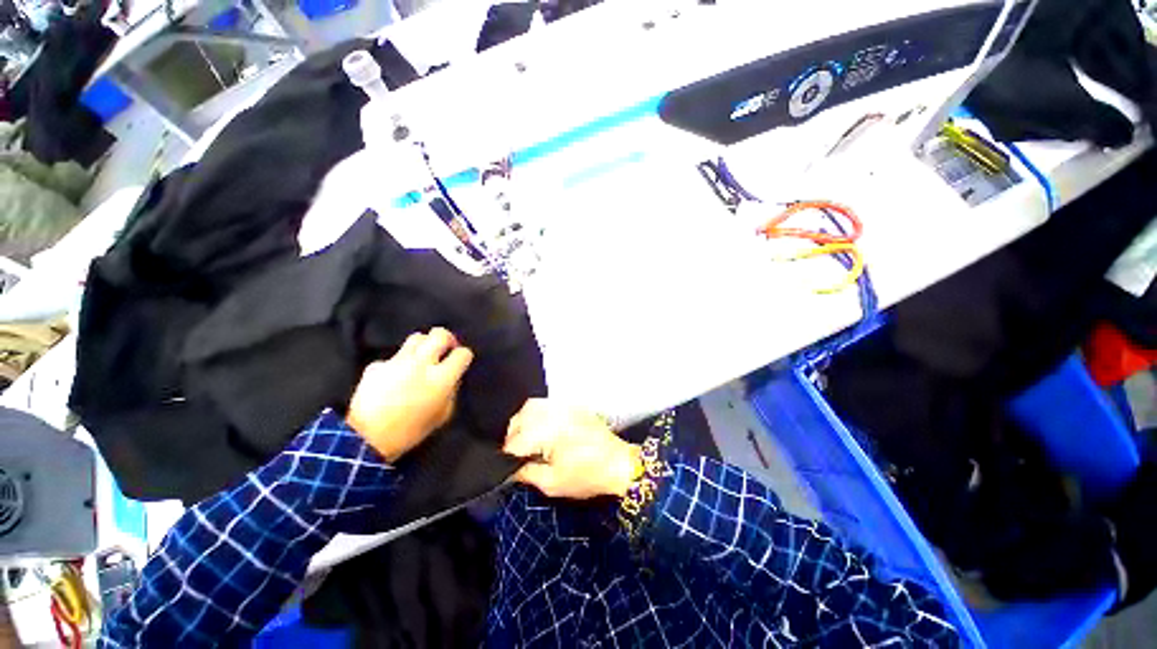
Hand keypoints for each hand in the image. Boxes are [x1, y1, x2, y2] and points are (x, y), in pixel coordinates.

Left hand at [347, 327, 473, 461]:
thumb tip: (453, 377)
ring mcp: (397, 362)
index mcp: (441, 378)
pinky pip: (393, 357)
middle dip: (447, 339)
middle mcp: (421, 364)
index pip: (462, 354)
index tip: (461, 362)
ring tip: (422, 357)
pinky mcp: (377, 365)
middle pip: (440, 335)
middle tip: (446, 348)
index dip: (464, 356)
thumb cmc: (411, 432)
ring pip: (416, 338)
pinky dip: (399, 363)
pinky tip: (396, 376)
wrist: (366, 440)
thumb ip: (451, 391)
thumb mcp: (443, 415)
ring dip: (424, 345)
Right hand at [503, 399, 640, 498]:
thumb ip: (527, 474)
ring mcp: (564, 406)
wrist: (619, 463)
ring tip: (527, 441)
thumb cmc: (588, 476)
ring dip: (523, 422)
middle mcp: (553, 413)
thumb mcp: (553, 484)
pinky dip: (537, 414)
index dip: (508, 457)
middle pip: (520, 419)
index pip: (516, 441)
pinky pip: (546, 404)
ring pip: (531, 406)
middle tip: (517, 455)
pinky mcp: (572, 405)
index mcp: (548, 432)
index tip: (509, 468)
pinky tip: (541, 429)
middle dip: (513, 436)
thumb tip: (511, 469)